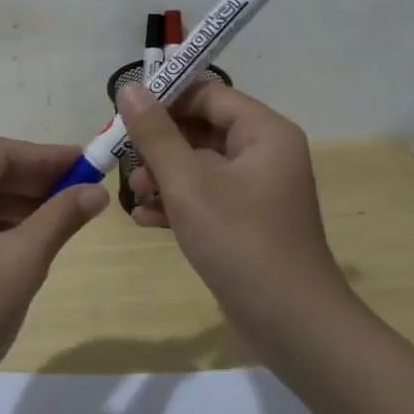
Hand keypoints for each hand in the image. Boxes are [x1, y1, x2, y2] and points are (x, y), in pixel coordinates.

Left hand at [0, 138, 108, 406]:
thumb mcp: (21, 262)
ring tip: (68, 209)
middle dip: (36, 179)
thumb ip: (60, 218)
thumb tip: (97, 192)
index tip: (88, 162)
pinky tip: (35, 233)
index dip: (46, 156)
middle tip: (84, 186)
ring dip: (22, 201)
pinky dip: (2, 223)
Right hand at [119, 82, 350, 329]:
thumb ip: (156, 135)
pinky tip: (145, 219)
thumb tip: (130, 87)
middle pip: (202, 128)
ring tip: (134, 194)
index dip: (165, 97)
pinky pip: (206, 196)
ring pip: (199, 164)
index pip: (208, 93)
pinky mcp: (246, 221)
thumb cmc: (241, 242)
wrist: (292, 326)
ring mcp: (257, 189)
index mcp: (263, 133)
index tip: (124, 112)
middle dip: (159, 143)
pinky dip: (177, 203)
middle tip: (120, 155)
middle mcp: (264, 153)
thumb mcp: (189, 184)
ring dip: (163, 175)